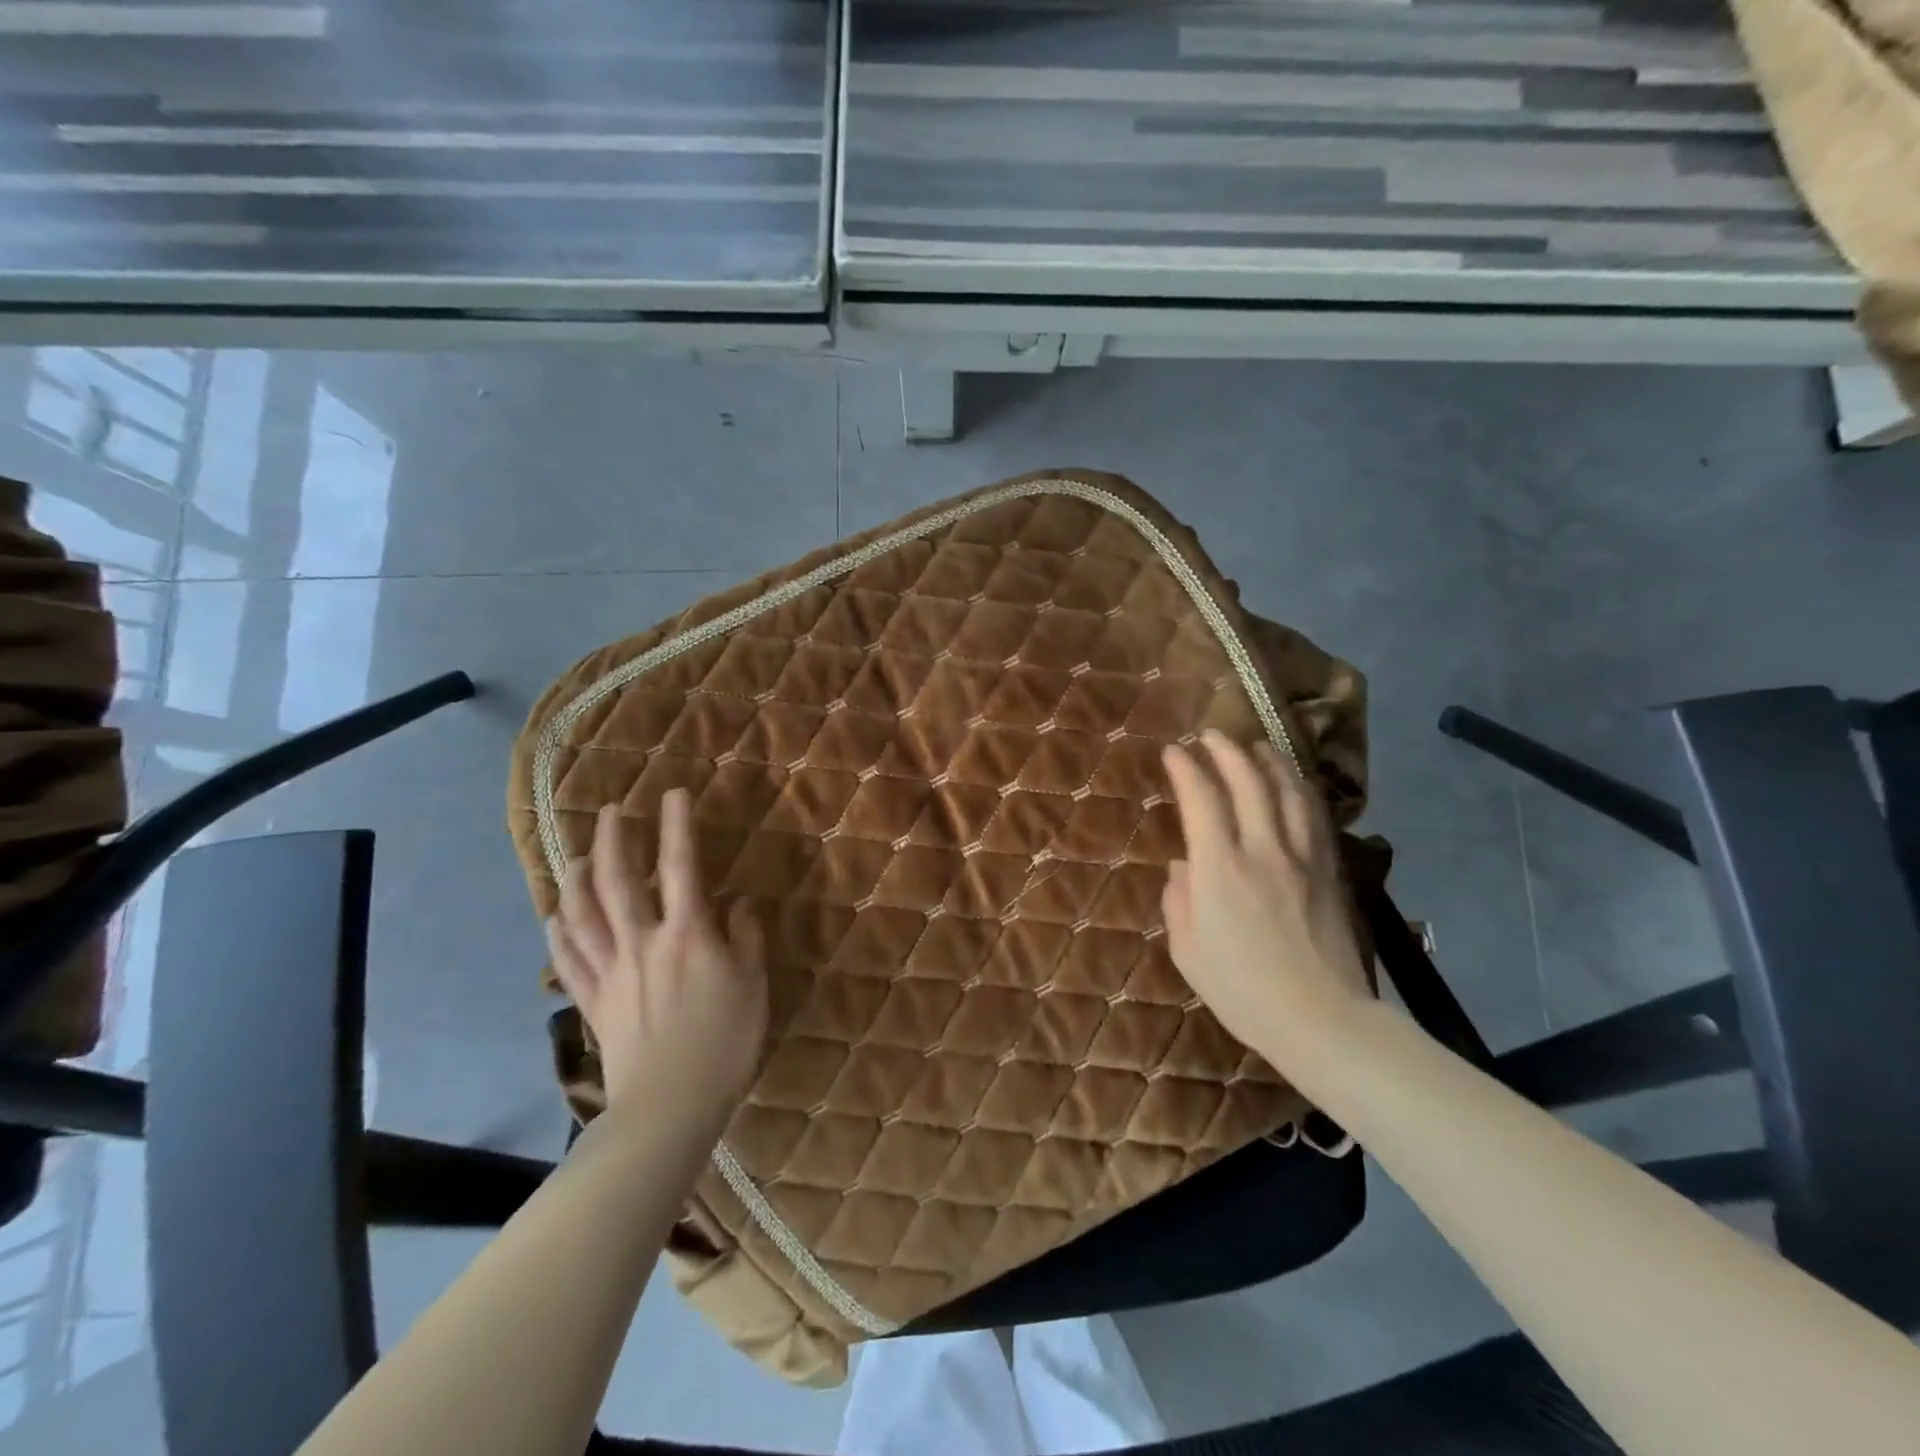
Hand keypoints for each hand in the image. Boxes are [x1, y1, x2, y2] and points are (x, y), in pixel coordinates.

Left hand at [546, 791, 766, 1117]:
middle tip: (612, 811)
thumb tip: (738, 905)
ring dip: (577, 877)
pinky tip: (556, 915)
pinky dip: (559, 931)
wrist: (671, 1106)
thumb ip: (746, 938)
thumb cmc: (725, 1042)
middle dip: (613, 839)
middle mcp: (642, 941)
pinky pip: (567, 958)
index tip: (673, 794)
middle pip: (617, 880)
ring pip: (582, 913)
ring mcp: (610, 971)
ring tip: (578, 854)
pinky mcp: (593, 1000)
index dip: (677, 825)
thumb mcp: (753, 985)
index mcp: (687, 934)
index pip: (680, 866)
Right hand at [1161, 730, 1372, 1065]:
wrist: (1321, 1020)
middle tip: (1211, 736)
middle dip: (1226, 750)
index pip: (1201, 799)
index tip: (1174, 753)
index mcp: (1219, 869)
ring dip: (1268, 760)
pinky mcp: (1329, 870)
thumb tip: (1184, 865)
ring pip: (1288, 789)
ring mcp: (1302, 857)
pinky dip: (1300, 788)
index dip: (1186, 768)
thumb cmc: (1242, 990)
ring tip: (1255, 746)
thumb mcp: (1187, 951)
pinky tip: (1292, 782)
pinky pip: (1314, 815)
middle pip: (1248, 780)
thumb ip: (1178, 900)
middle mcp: (1262, 850)